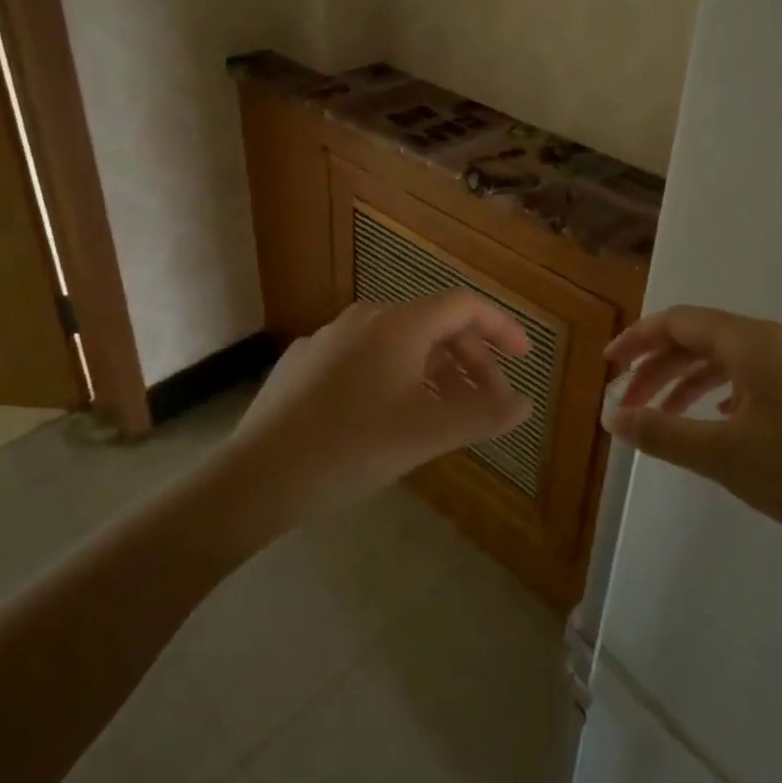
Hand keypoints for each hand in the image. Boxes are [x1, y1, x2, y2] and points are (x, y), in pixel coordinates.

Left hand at [227, 293, 532, 526]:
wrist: (257, 476)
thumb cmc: (352, 447)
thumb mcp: (428, 434)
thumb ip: (484, 414)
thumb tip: (525, 403)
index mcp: (398, 325)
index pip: (464, 306)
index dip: (501, 327)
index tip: (523, 358)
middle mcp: (364, 319)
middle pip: (433, 326)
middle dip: (471, 361)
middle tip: (488, 403)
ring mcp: (329, 339)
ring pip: (399, 345)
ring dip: (434, 373)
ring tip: (445, 414)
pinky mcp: (305, 364)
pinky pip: (366, 360)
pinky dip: (396, 378)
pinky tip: (389, 417)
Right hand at [605, 306, 781, 558]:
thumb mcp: (720, 455)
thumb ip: (660, 432)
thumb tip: (613, 418)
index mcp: (753, 341)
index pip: (680, 322)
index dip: (638, 340)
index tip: (609, 365)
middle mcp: (779, 339)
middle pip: (703, 338)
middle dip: (659, 367)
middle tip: (628, 402)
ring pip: (731, 358)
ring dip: (690, 381)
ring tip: (664, 415)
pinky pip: (758, 375)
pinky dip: (724, 390)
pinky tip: (718, 419)